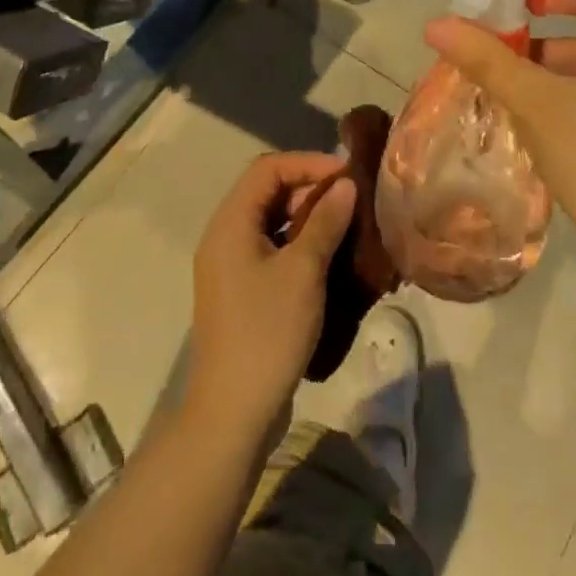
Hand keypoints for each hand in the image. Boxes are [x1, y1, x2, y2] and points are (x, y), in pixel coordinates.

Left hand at [185, 152, 356, 436]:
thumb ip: (325, 221)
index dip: (308, 163)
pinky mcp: (240, 290)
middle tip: (351, 199)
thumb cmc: (267, 331)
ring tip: (346, 224)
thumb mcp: (303, 271)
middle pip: (267, 191)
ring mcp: (230, 265)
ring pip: (271, 221)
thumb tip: (346, 185)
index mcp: (230, 222)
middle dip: (310, 188)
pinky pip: (270, 248)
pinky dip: (298, 243)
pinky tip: (329, 257)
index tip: (346, 174)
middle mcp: (224, 236)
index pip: (268, 168)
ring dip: (307, 216)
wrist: (232, 412)